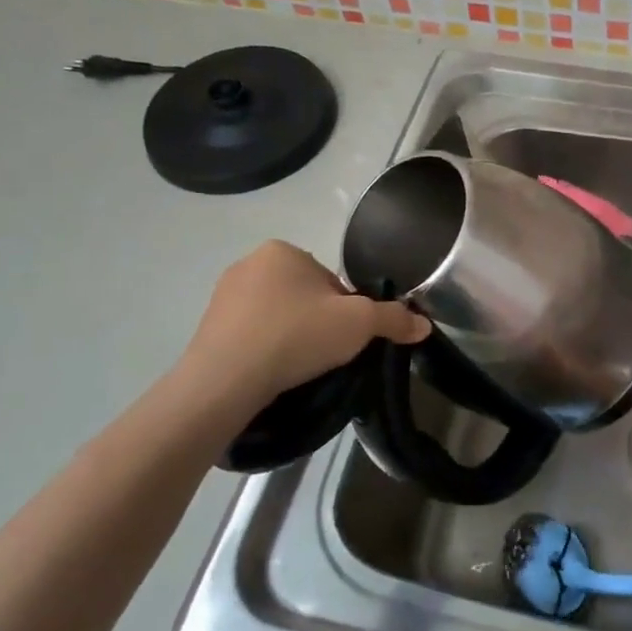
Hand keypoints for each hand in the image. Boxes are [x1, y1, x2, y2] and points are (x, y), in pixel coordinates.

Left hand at [175, 241, 428, 417]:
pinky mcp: (207, 327)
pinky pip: (252, 335)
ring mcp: (223, 295)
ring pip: (279, 316)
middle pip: (306, 296)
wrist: (226, 380)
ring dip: (293, 337)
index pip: (332, 280)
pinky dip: (267, 350)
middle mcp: (249, 263)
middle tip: (327, 354)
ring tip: (301, 368)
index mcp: (283, 250)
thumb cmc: (297, 336)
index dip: (348, 311)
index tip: (347, 338)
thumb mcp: (360, 324)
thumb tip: (424, 325)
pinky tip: (274, 372)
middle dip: (319, 322)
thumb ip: (394, 320)